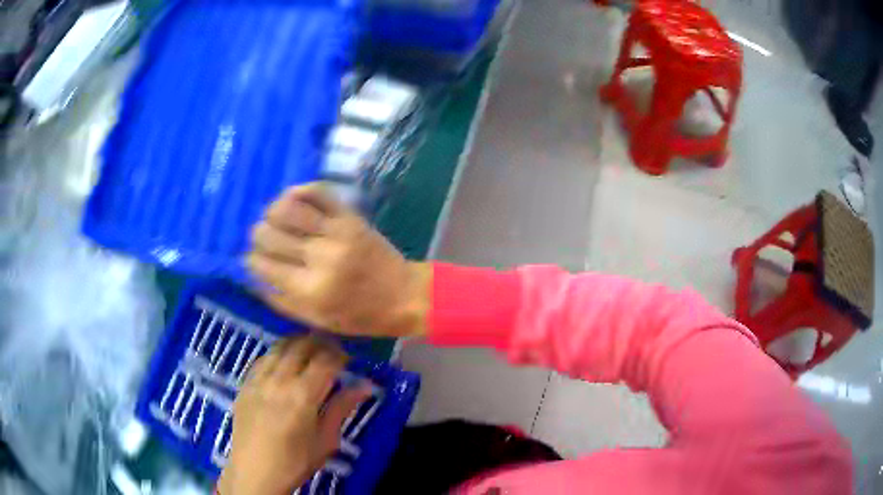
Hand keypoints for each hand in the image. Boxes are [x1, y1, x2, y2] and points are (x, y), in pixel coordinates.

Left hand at [218, 336, 370, 494]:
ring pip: (280, 347)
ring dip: (298, 344)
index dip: (340, 354)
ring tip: (310, 353)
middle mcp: (278, 380)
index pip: (325, 360)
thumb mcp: (326, 440)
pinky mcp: (244, 383)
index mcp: (302, 396)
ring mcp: (258, 379)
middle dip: (321, 343)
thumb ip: (342, 408)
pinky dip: (278, 354)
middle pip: (301, 346)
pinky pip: (263, 358)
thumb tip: (366, 386)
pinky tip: (284, 363)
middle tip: (332, 352)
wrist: (255, 472)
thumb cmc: (296, 461)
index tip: (349, 359)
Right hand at [247, 183, 429, 337]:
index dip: (251, 260)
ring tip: (276, 220)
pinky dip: (300, 191)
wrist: (404, 295)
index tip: (253, 260)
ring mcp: (336, 232)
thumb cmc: (361, 316)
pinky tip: (294, 200)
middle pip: (269, 233)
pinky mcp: (351, 216)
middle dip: (258, 236)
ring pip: (288, 208)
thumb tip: (251, 278)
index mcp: (310, 290)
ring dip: (273, 211)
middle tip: (265, 241)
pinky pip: (319, 192)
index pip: (262, 264)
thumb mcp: (318, 321)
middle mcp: (319, 257)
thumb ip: (282, 302)